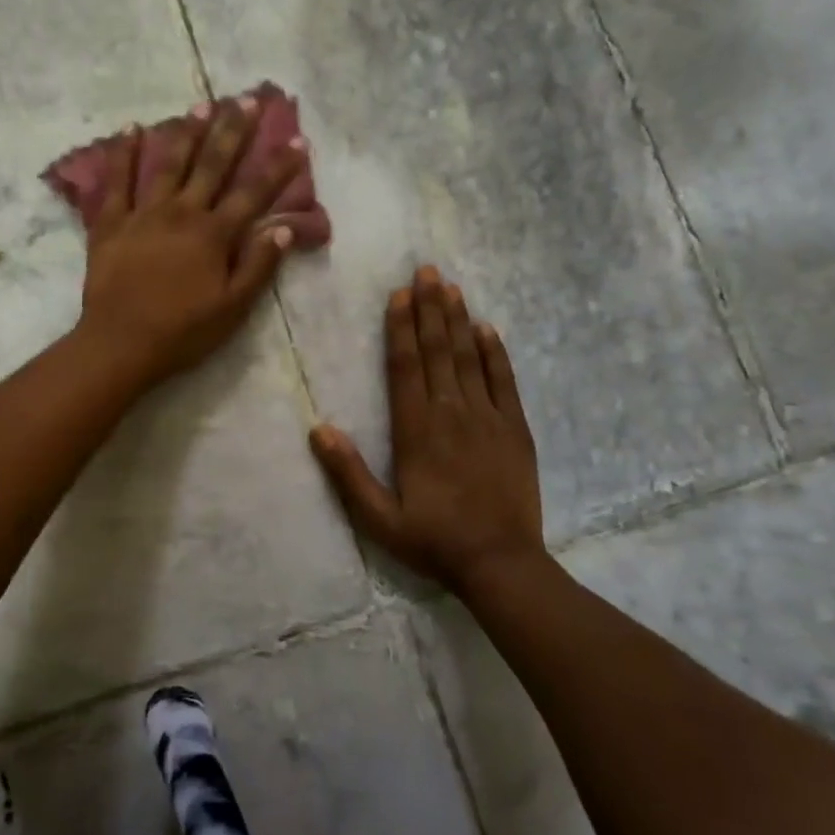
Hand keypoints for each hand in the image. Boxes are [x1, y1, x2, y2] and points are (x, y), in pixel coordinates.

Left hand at [77, 97, 304, 386]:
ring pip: (168, 164)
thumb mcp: (232, 308)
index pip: (253, 193)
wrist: (120, 343)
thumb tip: (283, 228)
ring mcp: (143, 214)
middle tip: (247, 99)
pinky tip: (131, 128)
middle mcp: (181, 213)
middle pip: (212, 165)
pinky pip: (116, 181)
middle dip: (233, 131)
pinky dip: (123, 154)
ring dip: (187, 132)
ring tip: (202, 105)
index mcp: (214, 235)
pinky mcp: (110, 223)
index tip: (297, 139)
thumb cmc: (182, 332)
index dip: (278, 167)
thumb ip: (258, 266)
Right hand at [310, 266, 546, 593]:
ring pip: (469, 358)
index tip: (399, 294)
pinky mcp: (515, 429)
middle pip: (438, 351)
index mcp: (416, 432)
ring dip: (458, 320)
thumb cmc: (434, 541)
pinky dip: (495, 353)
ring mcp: (488, 418)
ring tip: (450, 286)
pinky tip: (487, 329)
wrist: (501, 563)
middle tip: (426, 270)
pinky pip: (504, 381)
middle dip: (430, 309)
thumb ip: (348, 474)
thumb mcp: (379, 518)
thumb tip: (318, 428)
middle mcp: (451, 414)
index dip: (401, 328)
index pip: (405, 367)